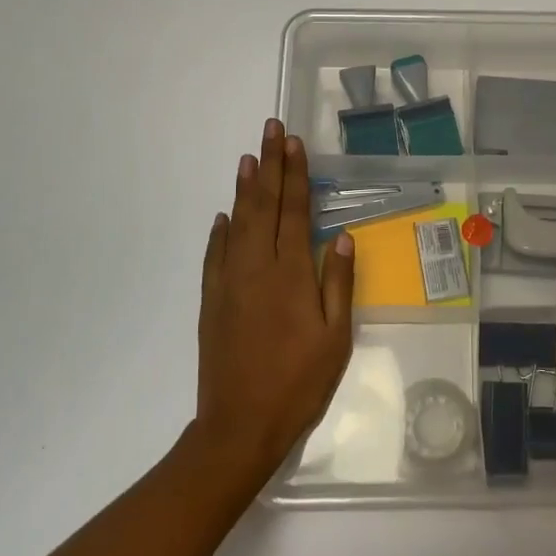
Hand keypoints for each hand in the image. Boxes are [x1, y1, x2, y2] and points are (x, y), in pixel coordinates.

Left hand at [193, 119, 354, 480]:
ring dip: (244, 189)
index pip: (294, 210)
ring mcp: (229, 282)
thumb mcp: (335, 338)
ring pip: (237, 223)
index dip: (295, 174)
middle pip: (263, 205)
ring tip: (248, 158)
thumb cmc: (298, 382)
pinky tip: (224, 216)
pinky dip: (220, 230)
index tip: (293, 142)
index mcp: (291, 273)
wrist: (239, 424)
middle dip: (268, 165)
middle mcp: (257, 267)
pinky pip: (215, 255)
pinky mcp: (212, 300)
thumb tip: (343, 238)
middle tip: (270, 130)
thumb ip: (339, 284)